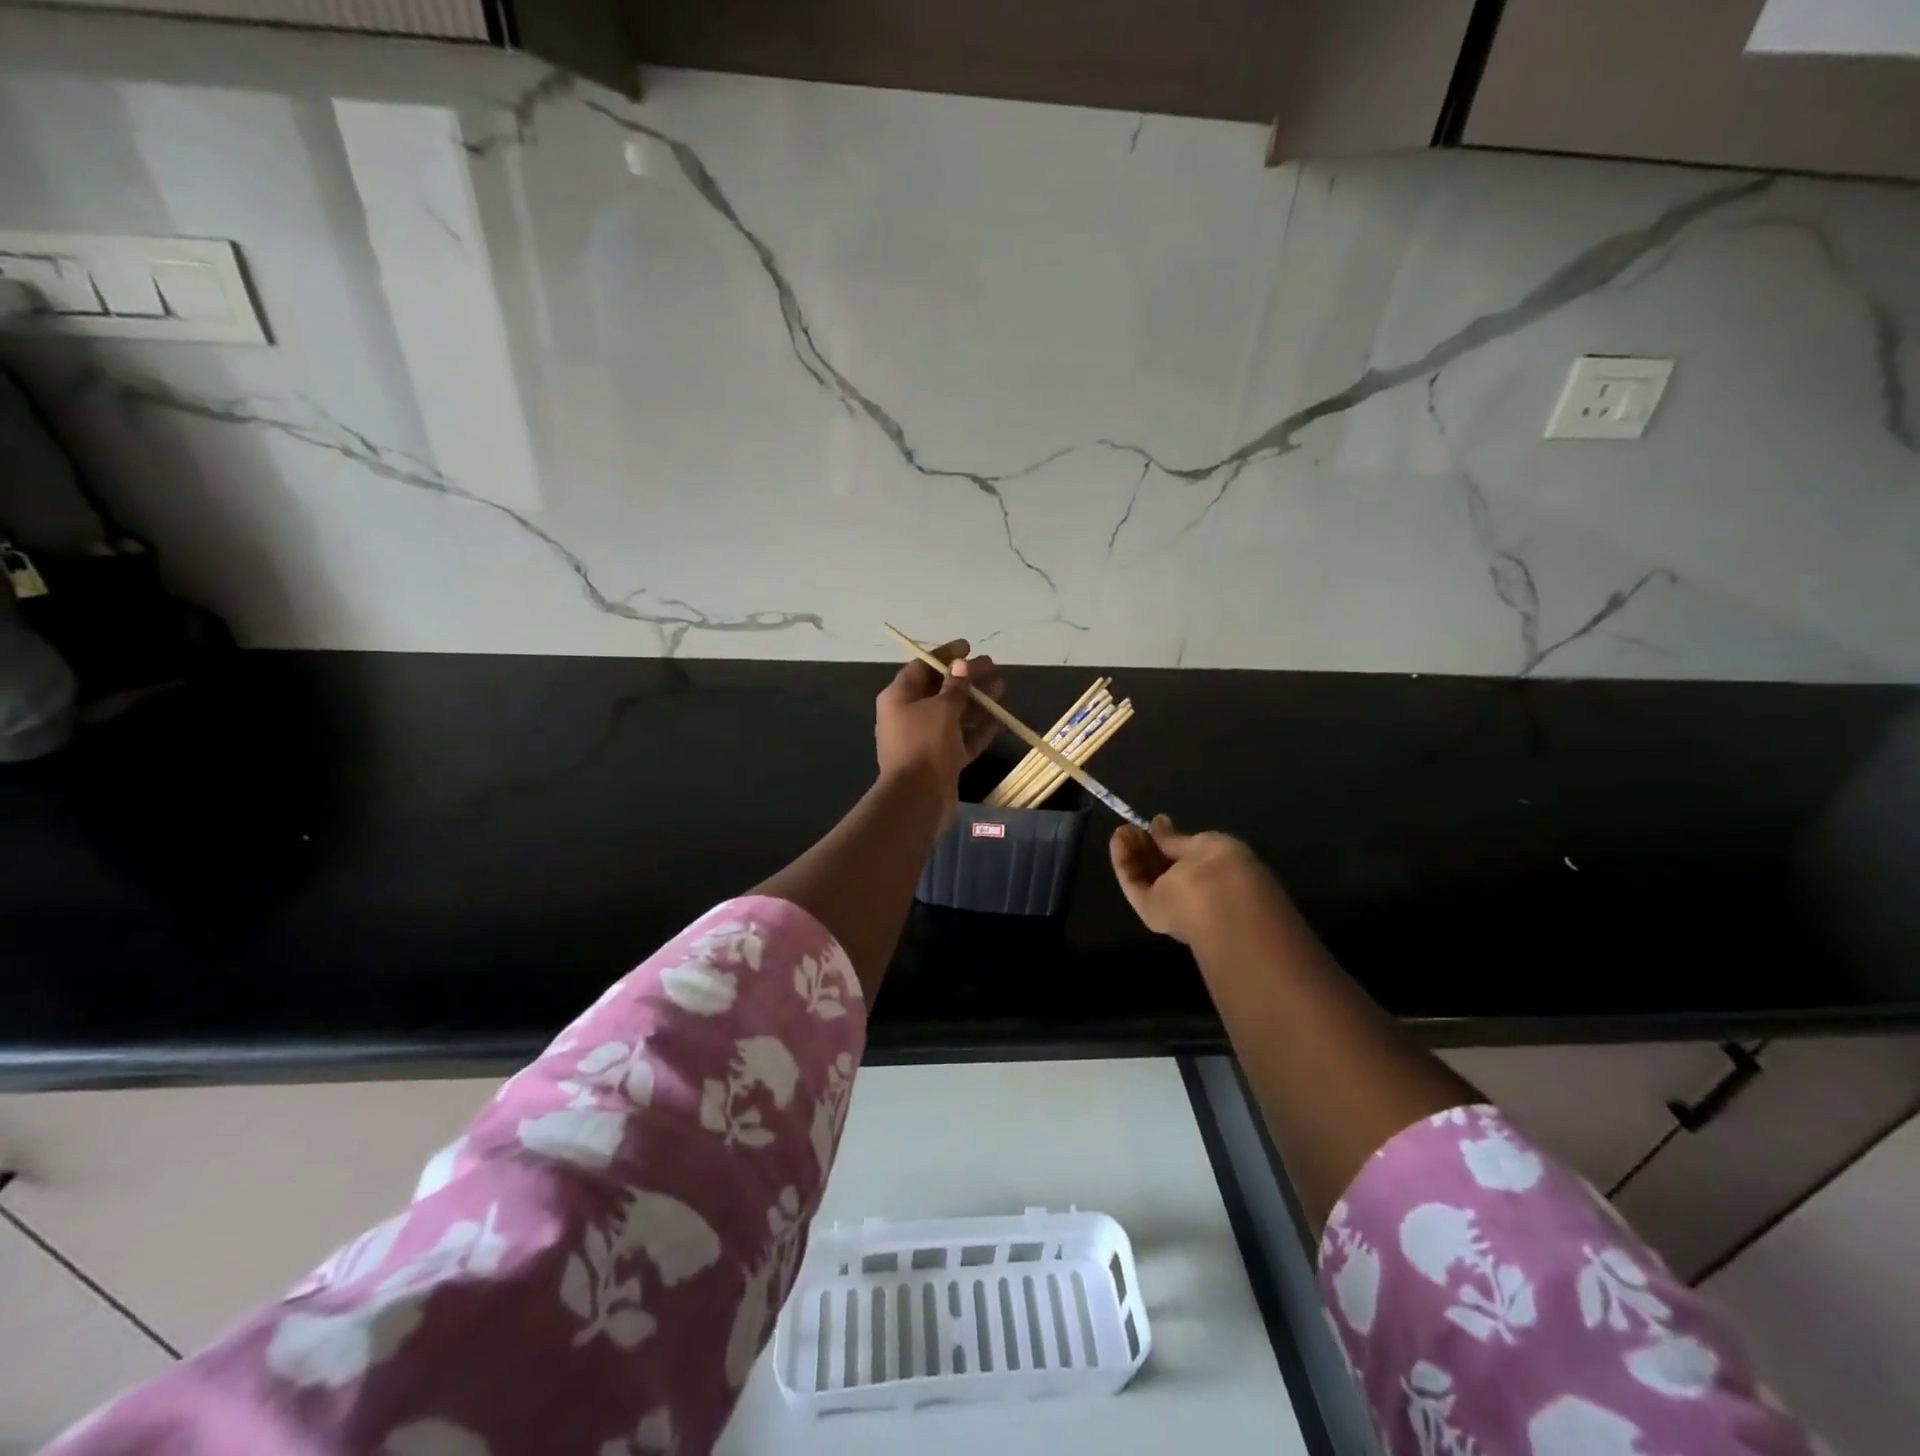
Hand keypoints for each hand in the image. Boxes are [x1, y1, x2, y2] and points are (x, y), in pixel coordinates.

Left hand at [875, 639, 1002, 812]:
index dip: (945, 655)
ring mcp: (925, 739)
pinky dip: (978, 729)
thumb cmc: (925, 745)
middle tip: (993, 666)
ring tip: (1002, 688)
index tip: (968, 646)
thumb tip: (961, 665)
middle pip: (940, 689)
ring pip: (953, 714)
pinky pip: (961, 738)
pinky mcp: (940, 760)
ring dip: (976, 701)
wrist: (917, 798)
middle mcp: (909, 715)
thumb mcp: (942, 709)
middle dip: (966, 678)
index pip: (922, 667)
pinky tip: (999, 719)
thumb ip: (954, 686)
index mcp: (899, 697)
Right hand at [1110, 815, 1282, 943]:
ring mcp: (1172, 904)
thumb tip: (1159, 822)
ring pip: (1147, 876)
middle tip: (1131, 828)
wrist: (1217, 909)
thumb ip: (1178, 839)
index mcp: (1217, 874)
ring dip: (1133, 852)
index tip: (1153, 823)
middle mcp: (1194, 891)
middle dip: (1147, 846)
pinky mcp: (1150, 912)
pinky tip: (1117, 840)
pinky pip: (1135, 884)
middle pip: (1164, 868)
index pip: (1187, 857)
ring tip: (1120, 830)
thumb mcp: (1207, 843)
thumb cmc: (1222, 870)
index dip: (1169, 840)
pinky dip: (1124, 863)